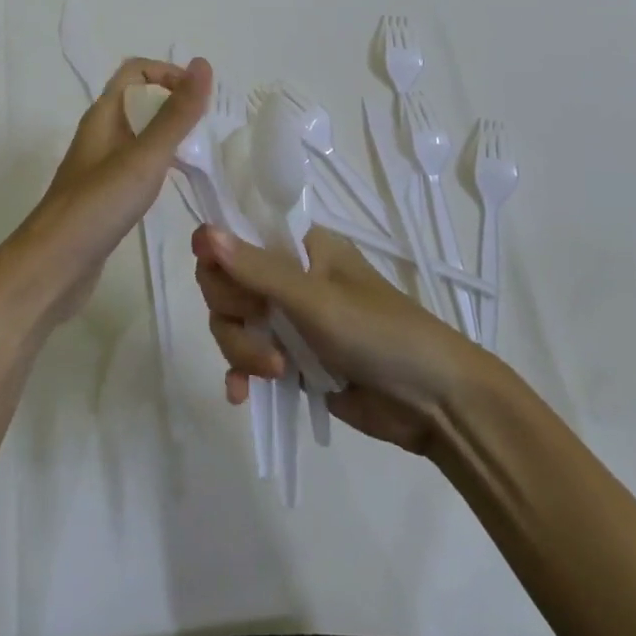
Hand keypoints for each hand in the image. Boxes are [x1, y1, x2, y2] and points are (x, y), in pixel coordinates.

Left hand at [0, 56, 210, 331]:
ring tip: (202, 154)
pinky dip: (160, 165)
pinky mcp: (104, 197)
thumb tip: (203, 63)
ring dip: (170, 136)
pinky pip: (137, 166)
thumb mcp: (144, 157)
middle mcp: (100, 135)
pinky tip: (177, 185)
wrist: (50, 269)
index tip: (200, 97)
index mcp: (103, 116)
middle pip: (139, 102)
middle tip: (209, 128)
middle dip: (175, 105)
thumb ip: (176, 114)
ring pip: (140, 136)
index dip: (168, 73)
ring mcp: (100, 168)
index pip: (135, 71)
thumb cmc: (97, 206)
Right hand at [192, 224, 481, 457]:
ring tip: (274, 373)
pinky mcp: (290, 361)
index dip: (220, 258)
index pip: (237, 235)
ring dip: (241, 349)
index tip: (225, 285)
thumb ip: (258, 270)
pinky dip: (241, 373)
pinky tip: (242, 396)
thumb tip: (202, 233)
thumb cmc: (380, 333)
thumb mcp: (316, 300)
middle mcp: (288, 276)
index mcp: (300, 246)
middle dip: (233, 314)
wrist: (433, 403)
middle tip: (261, 332)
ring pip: (232, 323)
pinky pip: (246, 358)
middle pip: (226, 283)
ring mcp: (288, 320)